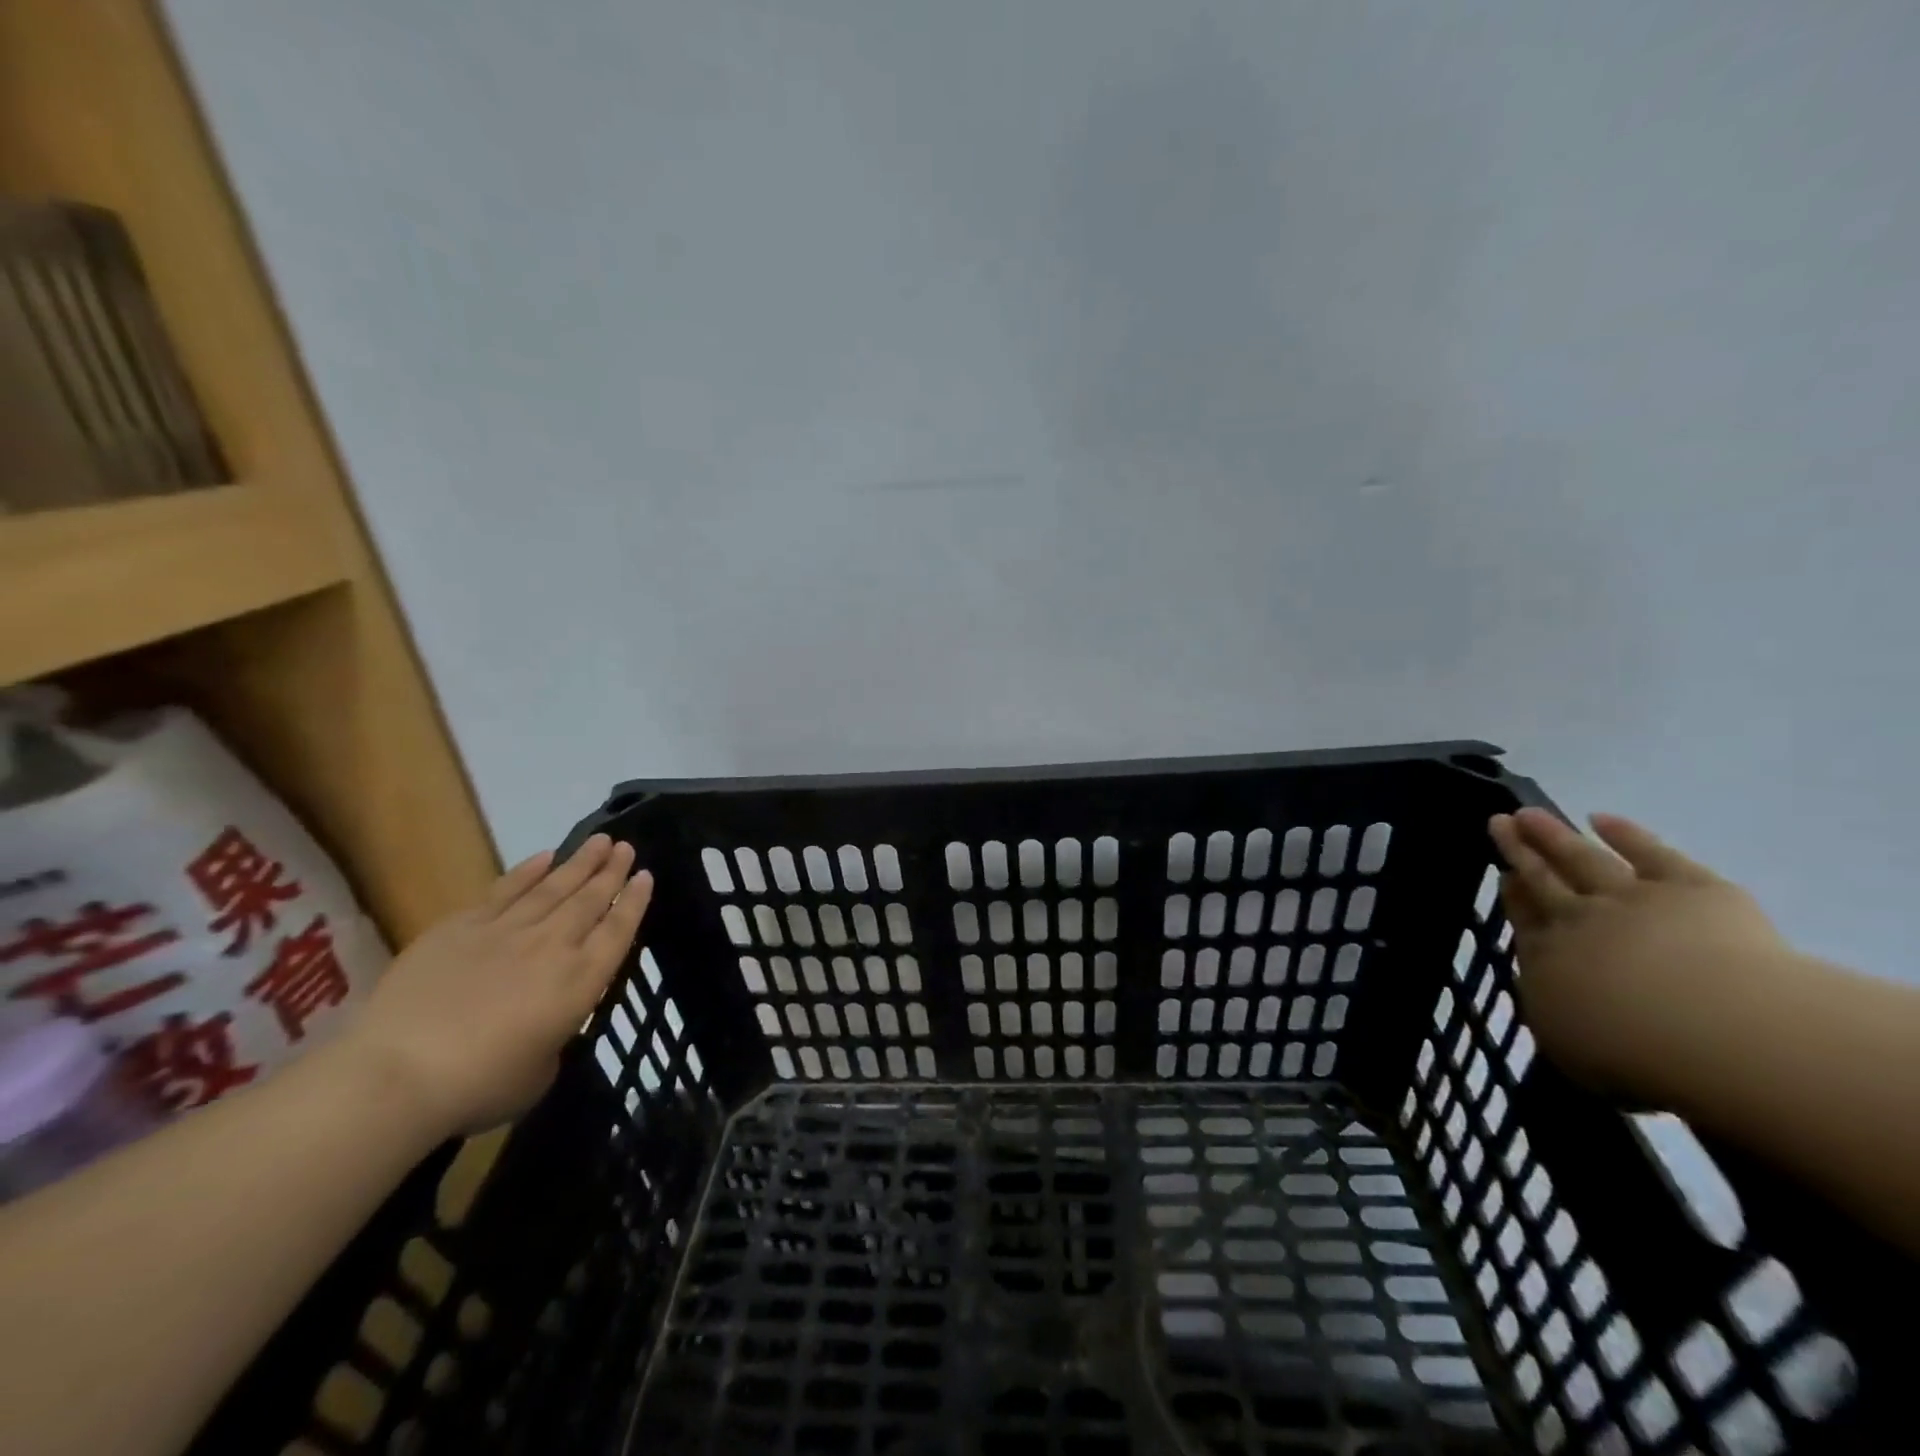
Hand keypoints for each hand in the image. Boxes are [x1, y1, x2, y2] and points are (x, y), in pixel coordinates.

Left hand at [338, 835, 652, 1135]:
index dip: (634, 902)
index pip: (618, 931)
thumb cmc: (480, 1086)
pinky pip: (504, 891)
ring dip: (579, 862)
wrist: (400, 1073)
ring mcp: (506, 932)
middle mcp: (553, 946)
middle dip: (611, 871)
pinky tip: (543, 857)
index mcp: (580, 981)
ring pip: (553, 887)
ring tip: (600, 840)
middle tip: (626, 846)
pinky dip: (527, 872)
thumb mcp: (539, 1073)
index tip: (646, 876)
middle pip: (590, 899)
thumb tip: (543, 1029)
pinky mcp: (461, 928)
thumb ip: (552, 1040)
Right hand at [1489, 809, 1793, 1100]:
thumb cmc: (1634, 1053)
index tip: (1502, 873)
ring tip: (1529, 813)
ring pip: (1583, 859)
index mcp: (1548, 959)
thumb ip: (1558, 1019)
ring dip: (1555, 835)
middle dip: (1520, 851)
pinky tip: (1603, 819)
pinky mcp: (1691, 888)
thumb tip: (1553, 996)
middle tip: (1499, 822)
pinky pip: (1653, 854)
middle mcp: (1580, 921)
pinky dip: (1627, 834)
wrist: (1713, 1029)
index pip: (1525, 919)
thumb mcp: (1572, 1052)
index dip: (1512, 895)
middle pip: (1544, 880)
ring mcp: (1633, 899)